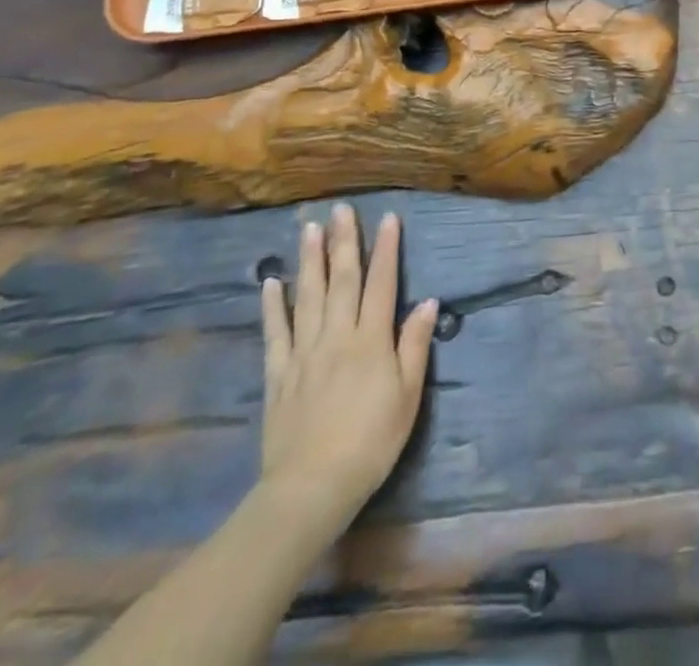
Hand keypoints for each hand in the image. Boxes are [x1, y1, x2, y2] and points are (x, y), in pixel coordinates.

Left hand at [258, 206, 437, 535]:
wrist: (311, 489)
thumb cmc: (371, 442)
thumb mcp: (407, 397)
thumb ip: (413, 346)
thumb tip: (428, 302)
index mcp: (371, 340)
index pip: (382, 284)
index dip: (386, 249)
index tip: (387, 218)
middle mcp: (337, 336)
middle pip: (341, 280)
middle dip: (344, 242)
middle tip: (342, 209)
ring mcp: (304, 353)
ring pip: (307, 297)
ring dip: (309, 260)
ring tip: (309, 228)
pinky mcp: (278, 375)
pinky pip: (275, 333)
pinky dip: (273, 306)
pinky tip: (270, 282)